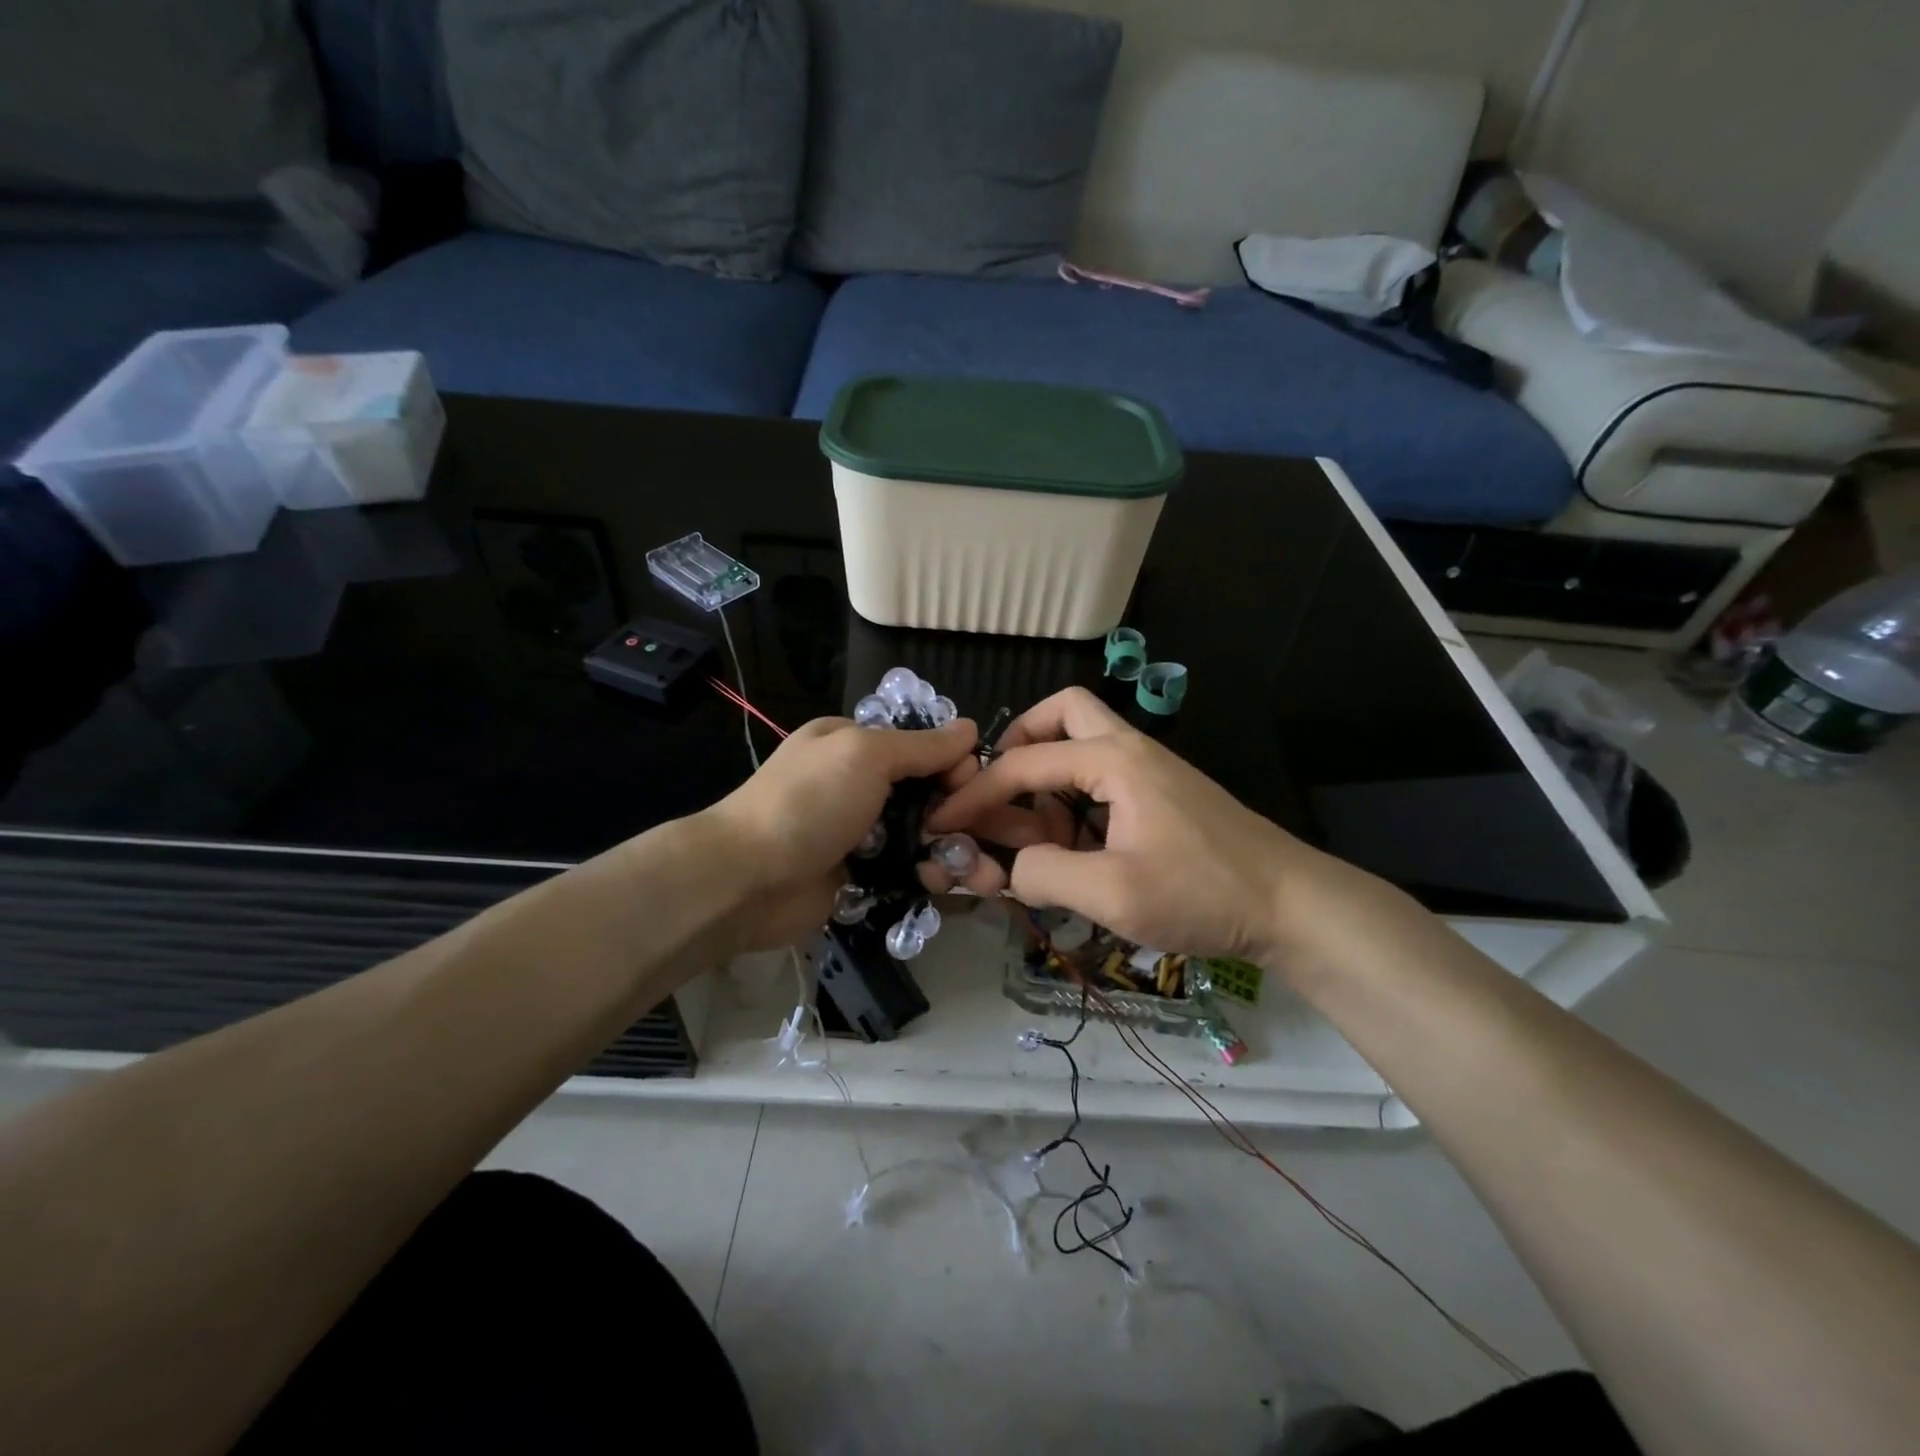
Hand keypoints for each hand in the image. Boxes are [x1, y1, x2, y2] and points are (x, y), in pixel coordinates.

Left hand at [701, 715, 981, 951]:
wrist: (748, 880)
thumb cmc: (809, 802)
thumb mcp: (865, 755)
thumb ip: (922, 746)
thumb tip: (970, 729)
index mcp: (853, 743)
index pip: (920, 745)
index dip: (952, 763)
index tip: (972, 785)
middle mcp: (857, 784)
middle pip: (925, 792)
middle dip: (956, 812)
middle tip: (976, 835)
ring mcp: (858, 832)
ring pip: (920, 836)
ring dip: (948, 850)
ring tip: (970, 871)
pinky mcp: (860, 876)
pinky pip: (906, 871)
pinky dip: (926, 877)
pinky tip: (940, 885)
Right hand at [929, 687, 1341, 965]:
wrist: (1291, 905)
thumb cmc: (1202, 892)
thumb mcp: (1112, 893)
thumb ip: (1044, 873)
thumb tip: (1010, 866)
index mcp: (1113, 760)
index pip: (1023, 764)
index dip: (975, 794)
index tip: (943, 822)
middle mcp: (1129, 751)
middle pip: (1062, 714)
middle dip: (1019, 744)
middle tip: (999, 790)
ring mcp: (1150, 772)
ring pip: (1082, 747)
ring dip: (1046, 781)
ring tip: (1034, 840)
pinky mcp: (1162, 798)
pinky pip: (1103, 781)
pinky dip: (1074, 803)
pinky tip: (1072, 850)